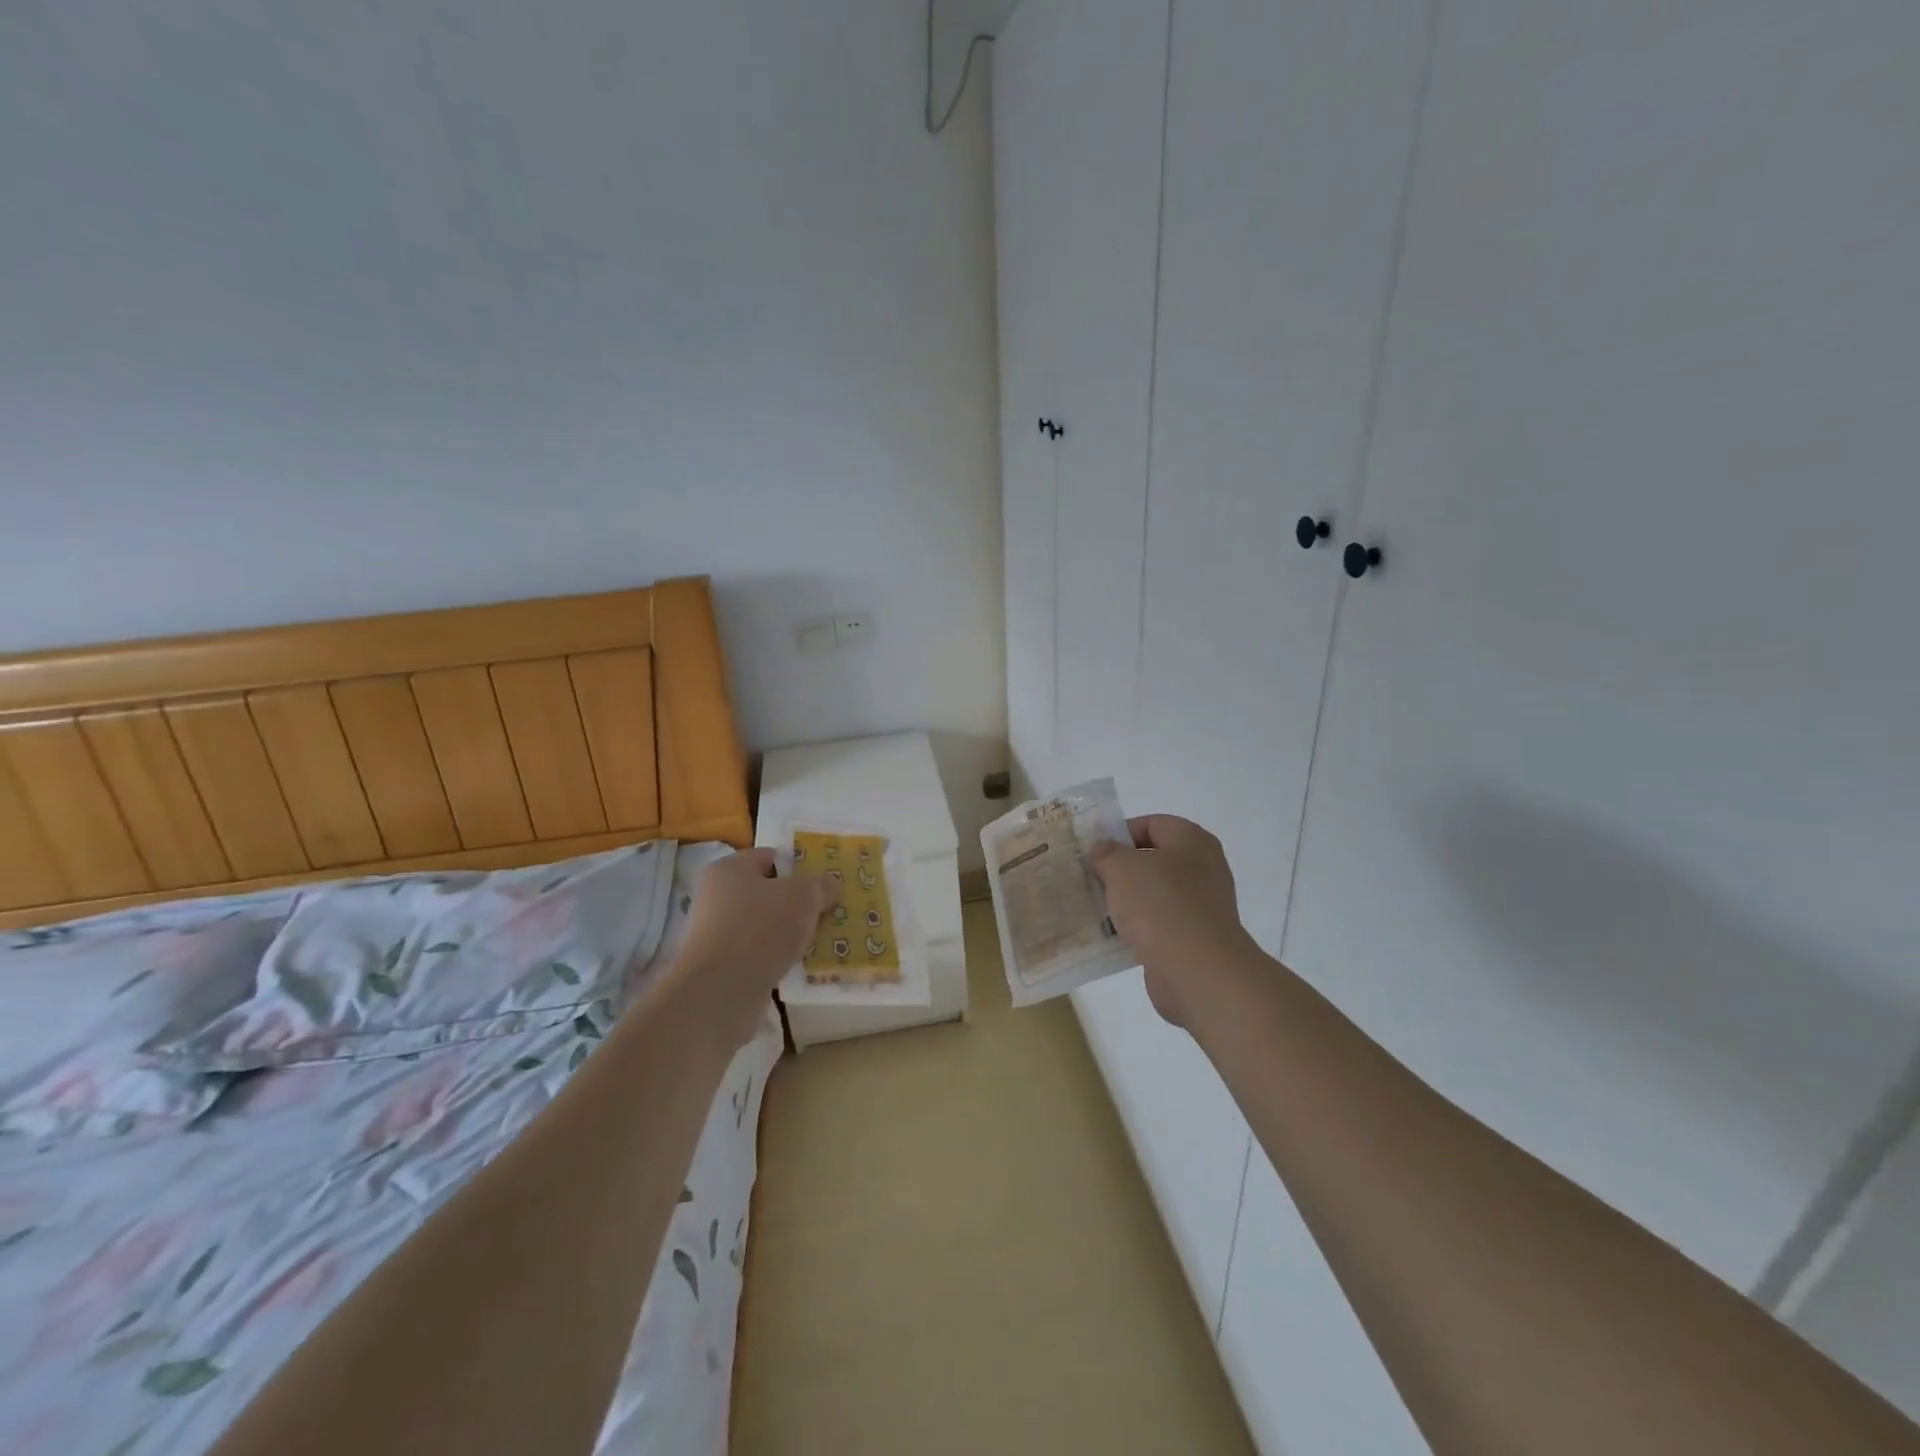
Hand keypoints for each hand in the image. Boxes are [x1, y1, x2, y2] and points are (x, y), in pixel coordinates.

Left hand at [672, 849, 837, 1047]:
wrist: (721, 991)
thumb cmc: (761, 928)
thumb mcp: (804, 896)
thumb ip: (822, 885)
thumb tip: (830, 885)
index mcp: (730, 869)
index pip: (770, 858)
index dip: (800, 866)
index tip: (825, 882)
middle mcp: (717, 897)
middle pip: (769, 893)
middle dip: (799, 903)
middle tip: (829, 911)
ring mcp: (717, 934)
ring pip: (766, 926)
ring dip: (791, 933)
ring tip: (822, 941)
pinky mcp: (722, 967)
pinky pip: (760, 954)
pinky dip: (779, 958)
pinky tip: (803, 966)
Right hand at [1088, 816, 1258, 1027]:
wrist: (1198, 971)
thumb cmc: (1160, 905)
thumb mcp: (1122, 868)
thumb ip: (1107, 853)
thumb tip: (1102, 849)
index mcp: (1192, 841)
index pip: (1152, 823)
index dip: (1119, 832)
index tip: (1092, 850)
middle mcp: (1202, 868)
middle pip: (1153, 859)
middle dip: (1119, 868)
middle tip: (1088, 877)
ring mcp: (1201, 905)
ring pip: (1154, 893)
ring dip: (1125, 900)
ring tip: (1093, 906)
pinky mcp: (1194, 938)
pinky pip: (1158, 924)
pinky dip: (1136, 927)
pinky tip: (1111, 935)